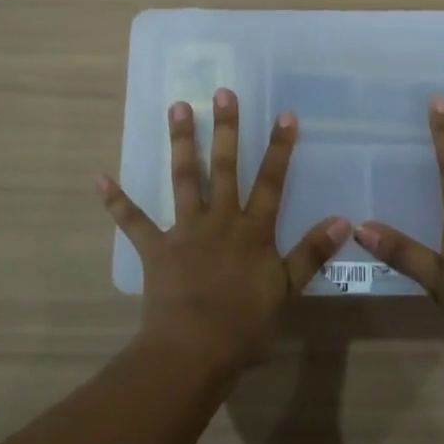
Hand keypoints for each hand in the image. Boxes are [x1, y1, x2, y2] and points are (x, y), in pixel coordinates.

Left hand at [99, 87, 348, 376]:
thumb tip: (343, 220)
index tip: (284, 114)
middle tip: (222, 93)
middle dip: (226, 129)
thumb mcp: (287, 290)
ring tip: (178, 107)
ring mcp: (185, 230)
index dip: (280, 148)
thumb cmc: (244, 324)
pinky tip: (100, 178)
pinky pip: (133, 221)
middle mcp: (219, 220)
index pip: (271, 181)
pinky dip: (117, 200)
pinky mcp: (155, 248)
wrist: (194, 350)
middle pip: (225, 167)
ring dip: (182, 143)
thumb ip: (312, 253)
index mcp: (252, 230)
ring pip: (184, 179)